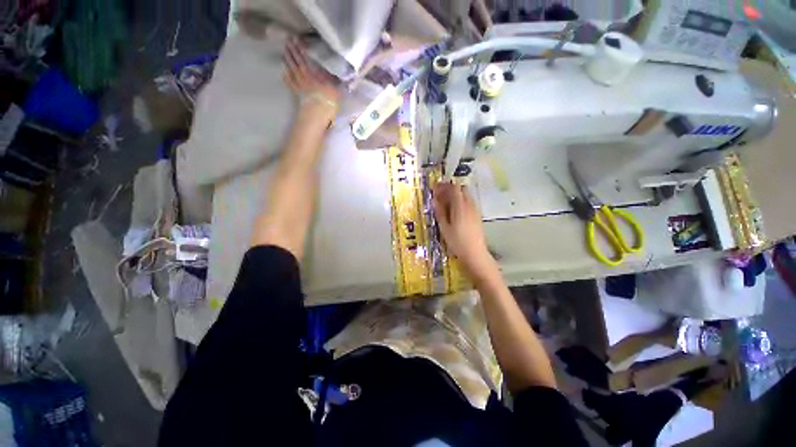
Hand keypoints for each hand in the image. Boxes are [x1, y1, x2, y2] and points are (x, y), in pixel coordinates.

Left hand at [283, 38, 339, 120]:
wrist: (318, 111)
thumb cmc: (328, 100)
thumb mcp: (336, 89)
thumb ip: (337, 81)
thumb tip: (345, 77)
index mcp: (314, 73)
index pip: (306, 58)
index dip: (301, 49)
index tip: (297, 40)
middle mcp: (305, 76)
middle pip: (297, 62)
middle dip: (292, 52)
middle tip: (287, 42)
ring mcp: (299, 84)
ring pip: (292, 70)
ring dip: (287, 61)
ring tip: (284, 53)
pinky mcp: (297, 93)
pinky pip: (290, 83)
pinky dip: (286, 77)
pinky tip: (283, 72)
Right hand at [432, 182, 495, 278]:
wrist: (475, 254)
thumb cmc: (457, 242)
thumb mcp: (444, 228)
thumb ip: (440, 212)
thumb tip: (434, 200)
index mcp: (460, 206)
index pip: (454, 188)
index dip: (444, 186)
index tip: (435, 188)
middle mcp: (470, 205)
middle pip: (461, 189)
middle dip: (450, 189)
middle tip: (439, 194)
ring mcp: (475, 210)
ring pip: (466, 195)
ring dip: (455, 195)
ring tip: (445, 202)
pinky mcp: (477, 216)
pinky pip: (468, 202)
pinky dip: (460, 201)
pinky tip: (454, 210)